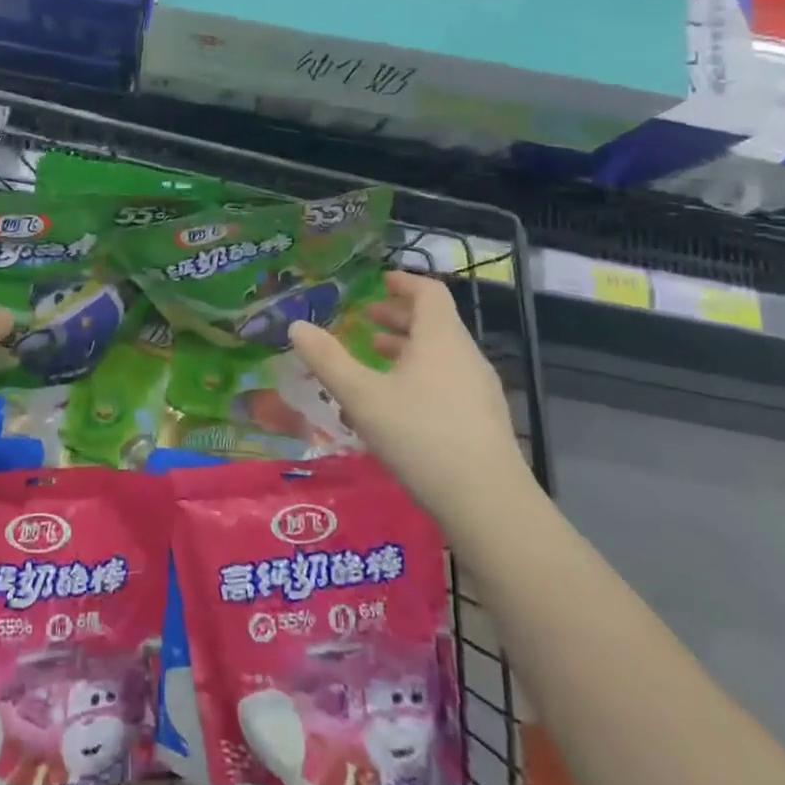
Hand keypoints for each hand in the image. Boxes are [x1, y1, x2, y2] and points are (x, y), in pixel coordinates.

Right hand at [289, 271, 528, 511]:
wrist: (487, 503)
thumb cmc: (420, 436)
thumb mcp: (362, 397)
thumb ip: (328, 360)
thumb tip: (296, 327)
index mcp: (441, 339)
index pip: (429, 293)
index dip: (404, 282)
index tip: (380, 282)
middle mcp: (465, 356)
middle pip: (435, 323)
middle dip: (399, 318)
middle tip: (366, 321)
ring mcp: (479, 390)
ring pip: (440, 355)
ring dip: (407, 349)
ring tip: (375, 358)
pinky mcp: (482, 421)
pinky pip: (447, 382)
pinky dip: (419, 377)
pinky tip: (395, 406)